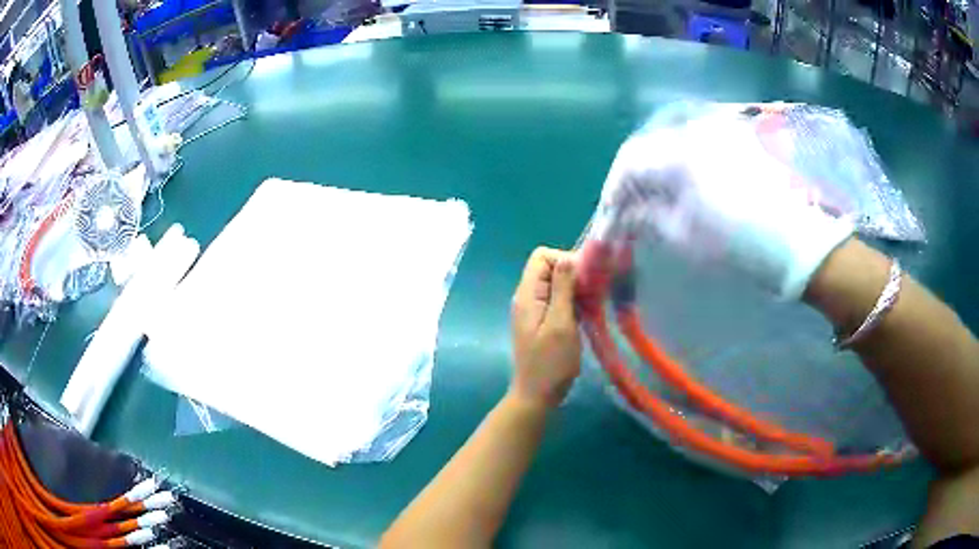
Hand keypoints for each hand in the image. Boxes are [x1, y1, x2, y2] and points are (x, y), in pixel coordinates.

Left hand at [510, 247, 580, 408]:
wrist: (537, 396)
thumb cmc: (550, 363)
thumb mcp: (561, 324)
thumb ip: (563, 289)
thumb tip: (568, 257)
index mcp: (527, 294)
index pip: (542, 256)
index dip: (565, 259)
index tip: (585, 278)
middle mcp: (528, 297)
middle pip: (550, 268)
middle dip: (574, 274)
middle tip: (594, 292)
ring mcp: (535, 310)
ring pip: (556, 284)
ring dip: (576, 289)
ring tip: (594, 303)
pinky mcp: (543, 321)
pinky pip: (559, 300)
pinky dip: (574, 302)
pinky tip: (588, 314)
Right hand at [600, 106, 852, 299]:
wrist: (801, 241)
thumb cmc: (742, 244)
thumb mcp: (687, 237)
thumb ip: (648, 219)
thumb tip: (626, 214)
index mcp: (678, 152)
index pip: (628, 162)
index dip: (612, 193)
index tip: (609, 220)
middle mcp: (695, 129)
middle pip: (648, 148)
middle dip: (633, 182)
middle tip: (630, 213)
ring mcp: (719, 131)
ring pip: (671, 144)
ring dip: (657, 173)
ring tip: (657, 205)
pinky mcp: (737, 139)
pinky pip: (696, 144)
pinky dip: (681, 166)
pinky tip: (686, 189)